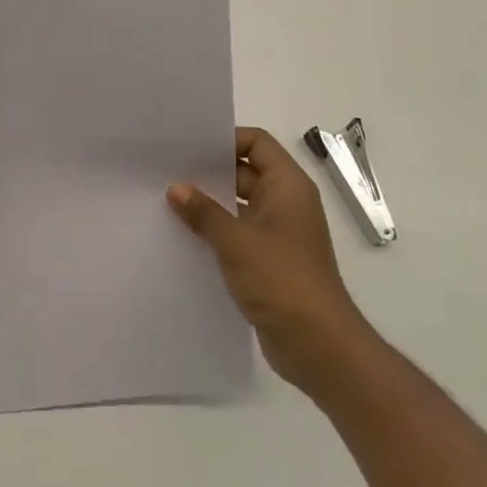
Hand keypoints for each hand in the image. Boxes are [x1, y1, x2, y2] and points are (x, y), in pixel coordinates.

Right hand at [168, 126, 365, 395]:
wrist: (319, 346)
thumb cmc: (282, 280)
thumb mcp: (236, 241)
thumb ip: (204, 212)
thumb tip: (176, 188)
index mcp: (288, 186)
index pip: (257, 142)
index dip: (225, 139)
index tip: (188, 147)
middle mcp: (285, 203)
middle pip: (245, 172)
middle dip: (210, 173)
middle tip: (167, 172)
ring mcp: (278, 233)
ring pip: (239, 205)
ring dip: (209, 205)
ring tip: (167, 202)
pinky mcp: (269, 261)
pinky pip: (238, 234)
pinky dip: (215, 232)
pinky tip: (183, 236)